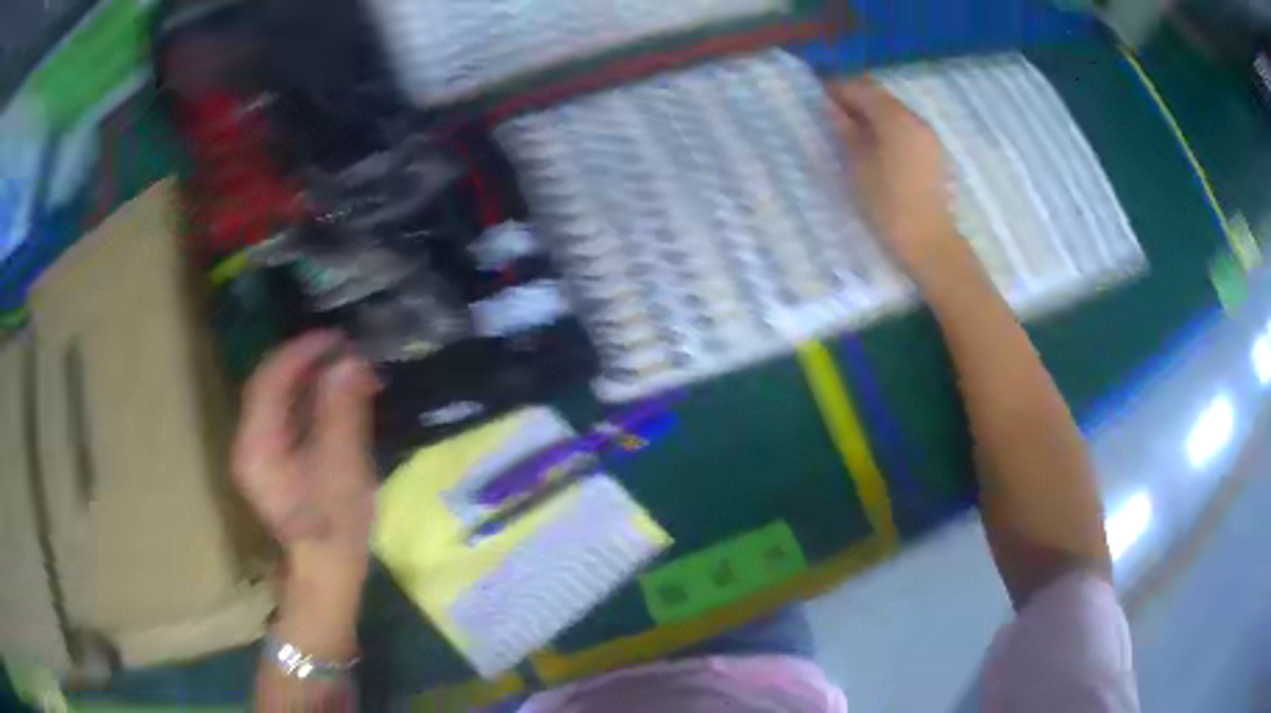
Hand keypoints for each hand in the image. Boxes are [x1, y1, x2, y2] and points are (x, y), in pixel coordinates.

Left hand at [232, 331, 379, 586]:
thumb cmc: (335, 527)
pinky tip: (333, 395)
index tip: (336, 338)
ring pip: (277, 398)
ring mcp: (258, 452)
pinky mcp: (272, 460)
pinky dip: (308, 398)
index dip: (300, 353)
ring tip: (343, 365)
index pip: (269, 381)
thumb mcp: (342, 468)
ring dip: (307, 377)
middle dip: (305, 361)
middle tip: (343, 348)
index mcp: (257, 446)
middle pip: (269, 385)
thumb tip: (349, 362)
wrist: (327, 571)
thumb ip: (342, 413)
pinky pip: (285, 415)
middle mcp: (248, 443)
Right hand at [827, 77, 968, 284]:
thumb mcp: (857, 166)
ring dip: (872, 112)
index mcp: (895, 118)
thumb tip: (831, 107)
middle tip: (832, 112)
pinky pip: (906, 126)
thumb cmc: (888, 204)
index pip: (861, 88)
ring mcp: (928, 135)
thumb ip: (845, 130)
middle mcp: (915, 119)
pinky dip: (887, 126)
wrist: (929, 241)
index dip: (837, 88)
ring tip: (852, 130)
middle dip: (855, 98)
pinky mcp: (934, 152)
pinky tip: (876, 145)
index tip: (818, 95)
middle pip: (880, 96)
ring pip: (894, 110)